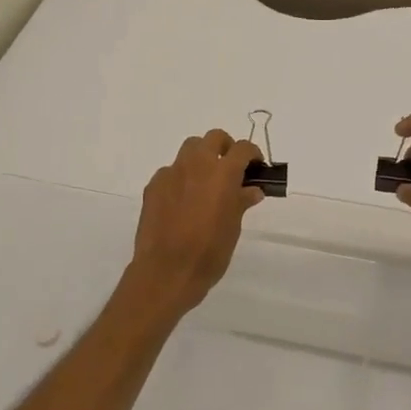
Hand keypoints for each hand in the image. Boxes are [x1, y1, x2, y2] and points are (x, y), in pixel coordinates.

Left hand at [125, 130, 265, 317]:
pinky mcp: (153, 185)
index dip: (253, 154)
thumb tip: (252, 190)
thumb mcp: (233, 227)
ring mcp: (172, 172)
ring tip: (205, 181)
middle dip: (225, 147)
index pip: (243, 148)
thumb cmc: (209, 252)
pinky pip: (171, 171)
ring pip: (190, 149)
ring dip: (201, 157)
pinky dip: (181, 178)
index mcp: (223, 173)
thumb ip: (241, 202)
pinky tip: (182, 200)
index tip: (256, 166)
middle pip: (214, 138)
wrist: (166, 272)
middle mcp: (197, 164)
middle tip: (231, 168)